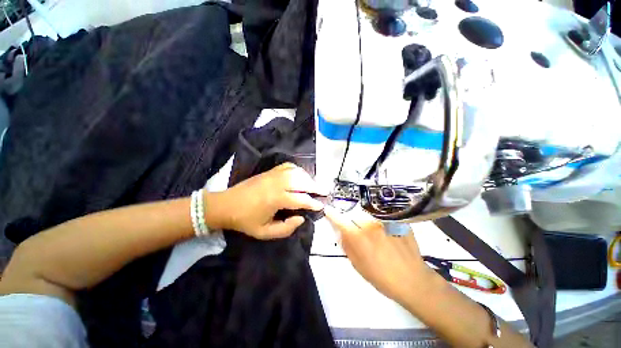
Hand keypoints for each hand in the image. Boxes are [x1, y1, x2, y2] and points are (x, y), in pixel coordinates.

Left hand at [206, 163, 323, 238]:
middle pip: (302, 182)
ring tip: (314, 185)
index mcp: (276, 199)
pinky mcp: (269, 171)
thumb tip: (301, 218)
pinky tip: (300, 176)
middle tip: (324, 192)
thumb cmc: (245, 220)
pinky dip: (297, 170)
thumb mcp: (265, 232)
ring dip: (308, 178)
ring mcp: (273, 175)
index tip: (321, 206)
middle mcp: (277, 183)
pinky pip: (287, 166)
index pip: (301, 199)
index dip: (313, 203)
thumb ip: (286, 228)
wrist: (226, 205)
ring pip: (296, 172)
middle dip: (315, 187)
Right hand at [324, 206, 432, 303]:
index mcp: (358, 236)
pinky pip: (382, 217)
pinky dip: (379, 222)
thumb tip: (340, 231)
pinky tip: (386, 235)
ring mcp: (385, 221)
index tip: (328, 209)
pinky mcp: (396, 221)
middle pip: (354, 213)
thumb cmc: (381, 277)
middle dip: (351, 218)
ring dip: (365, 220)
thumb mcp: (357, 264)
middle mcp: (370, 224)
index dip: (332, 213)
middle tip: (356, 229)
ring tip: (373, 234)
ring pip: (368, 214)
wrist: (412, 280)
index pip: (339, 219)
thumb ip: (346, 245)